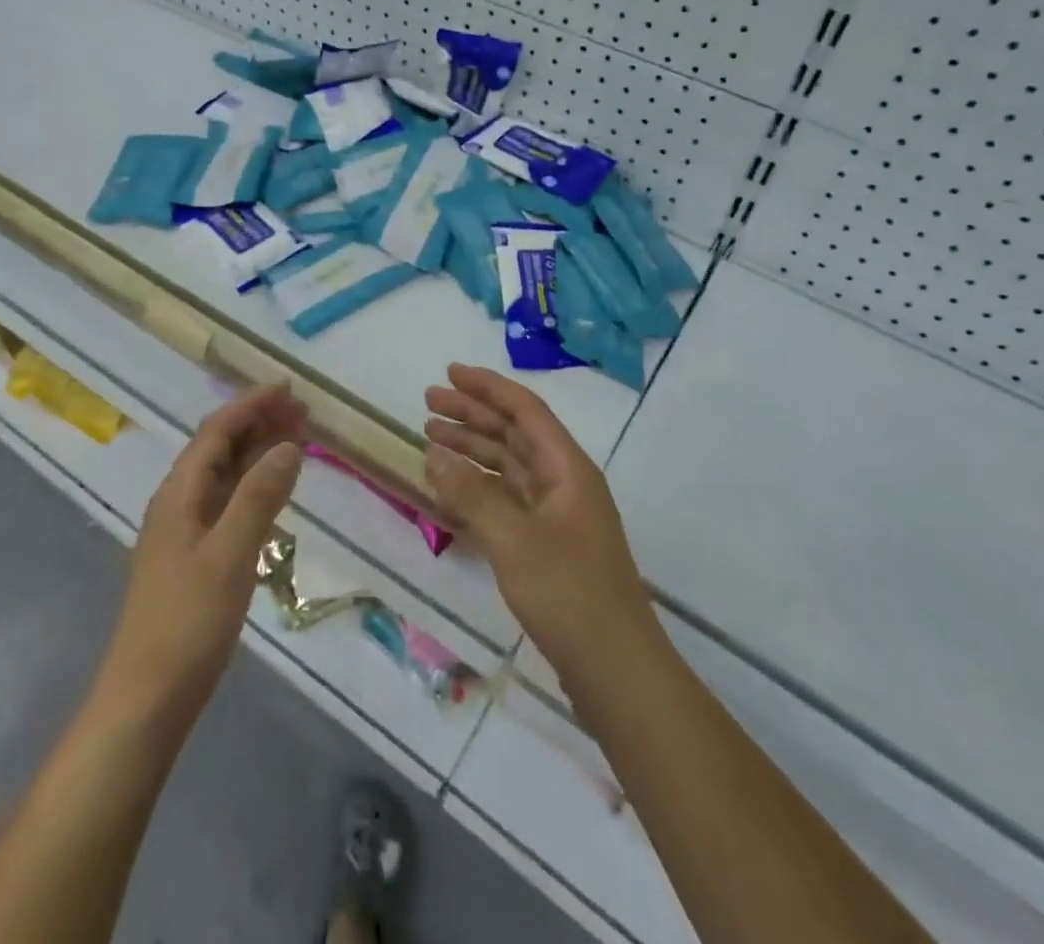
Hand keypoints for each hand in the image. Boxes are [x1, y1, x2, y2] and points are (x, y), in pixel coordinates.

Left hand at [100, 385, 305, 722]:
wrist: (148, 698)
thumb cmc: (187, 623)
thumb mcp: (230, 555)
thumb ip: (259, 497)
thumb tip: (288, 445)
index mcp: (179, 493)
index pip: (217, 431)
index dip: (251, 405)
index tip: (289, 389)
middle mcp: (180, 502)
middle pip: (220, 447)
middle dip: (259, 423)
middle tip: (303, 412)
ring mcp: (187, 530)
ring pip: (226, 474)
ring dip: (259, 451)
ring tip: (299, 438)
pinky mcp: (197, 555)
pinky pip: (230, 501)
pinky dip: (255, 484)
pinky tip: (276, 488)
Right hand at [424, 364, 656, 685]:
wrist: (615, 670)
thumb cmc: (568, 593)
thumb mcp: (513, 539)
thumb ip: (471, 493)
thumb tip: (434, 453)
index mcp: (567, 468)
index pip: (525, 410)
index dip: (487, 388)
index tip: (449, 373)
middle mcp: (563, 482)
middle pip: (513, 434)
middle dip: (472, 415)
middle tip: (427, 404)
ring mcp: (556, 515)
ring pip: (507, 467)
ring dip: (472, 449)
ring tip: (430, 437)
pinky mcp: (546, 545)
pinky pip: (506, 500)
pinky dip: (477, 489)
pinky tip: (449, 488)